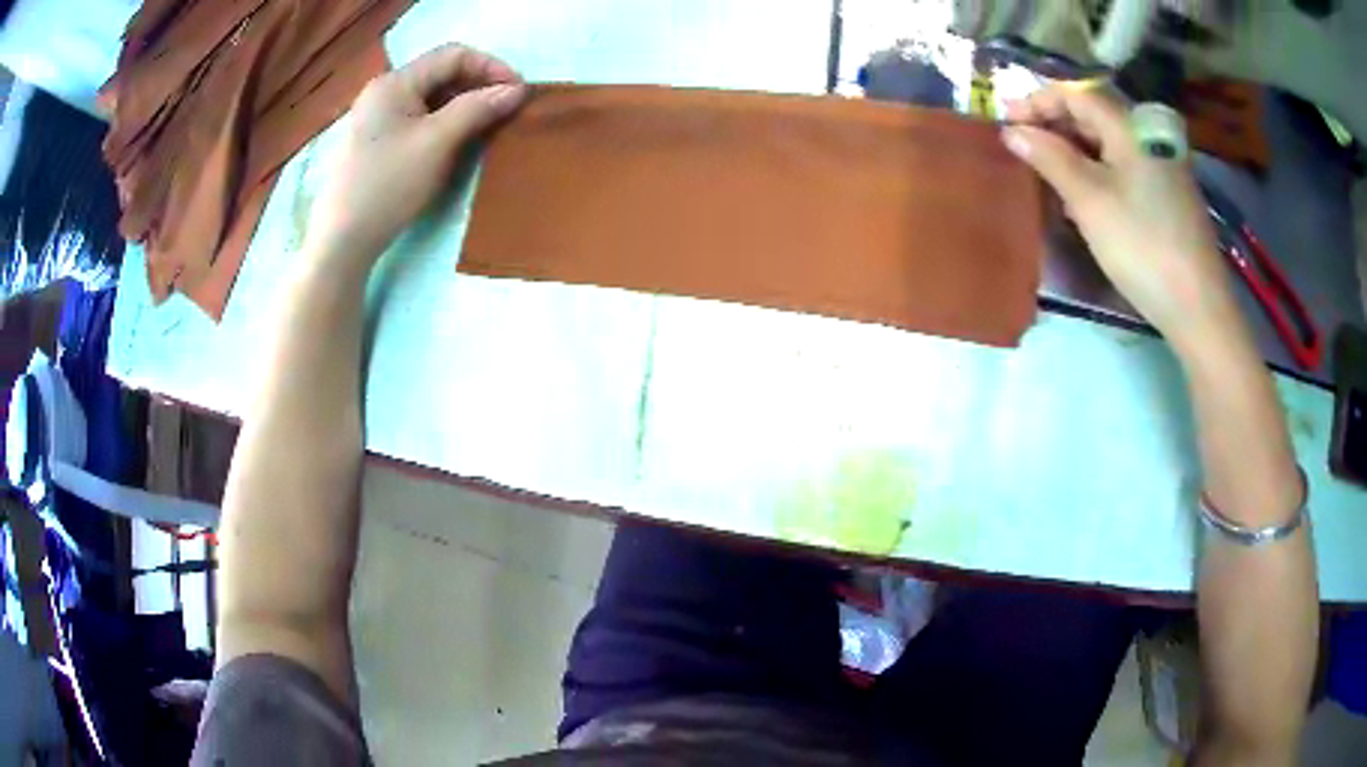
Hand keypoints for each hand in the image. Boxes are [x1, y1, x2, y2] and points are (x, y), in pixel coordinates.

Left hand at [308, 43, 526, 256]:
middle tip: (506, 110)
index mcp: (395, 82)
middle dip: (478, 85)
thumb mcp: (437, 143)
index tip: (518, 92)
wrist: (343, 241)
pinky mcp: (376, 141)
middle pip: (441, 73)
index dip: (490, 66)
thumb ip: (478, 108)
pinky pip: (419, 118)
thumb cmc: (388, 186)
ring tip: (488, 126)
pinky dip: (444, 122)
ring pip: (431, 97)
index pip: (453, 55)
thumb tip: (516, 90)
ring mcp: (377, 116)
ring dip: (463, 105)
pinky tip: (457, 141)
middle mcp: (384, 91)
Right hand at [1001, 85, 1238, 349]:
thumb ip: (1049, 157)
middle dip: (1054, 124)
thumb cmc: (1141, 246)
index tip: (1006, 123)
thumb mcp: (1088, 200)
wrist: (1198, 306)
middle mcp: (1146, 133)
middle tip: (1023, 148)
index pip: (1074, 93)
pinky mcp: (1168, 191)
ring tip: (1047, 172)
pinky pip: (1124, 164)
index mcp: (1129, 125)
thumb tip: (1012, 131)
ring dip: (1073, 149)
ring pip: (1108, 140)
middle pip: (1092, 113)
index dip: (1036, 102)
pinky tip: (1085, 195)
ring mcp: (1161, 163)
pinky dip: (1097, 169)